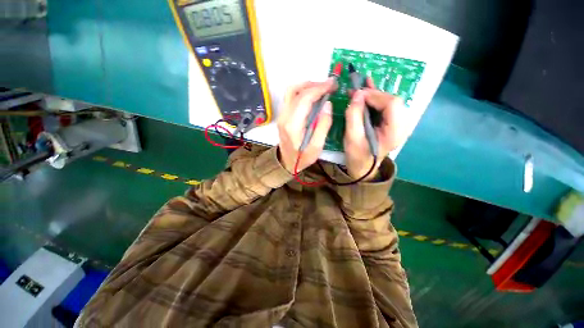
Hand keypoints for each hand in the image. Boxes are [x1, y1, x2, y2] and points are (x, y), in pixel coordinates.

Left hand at [277, 80, 335, 173]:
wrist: (286, 162)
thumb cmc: (302, 158)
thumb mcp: (317, 147)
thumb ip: (323, 125)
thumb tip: (327, 104)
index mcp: (293, 125)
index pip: (304, 99)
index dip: (319, 88)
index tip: (332, 84)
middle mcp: (284, 117)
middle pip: (296, 91)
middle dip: (314, 85)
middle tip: (329, 85)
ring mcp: (281, 115)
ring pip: (291, 91)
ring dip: (306, 86)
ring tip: (321, 88)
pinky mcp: (282, 116)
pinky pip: (290, 97)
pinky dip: (302, 91)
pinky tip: (312, 95)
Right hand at [344, 78, 404, 179]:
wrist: (363, 167)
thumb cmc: (357, 156)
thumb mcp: (352, 138)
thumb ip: (354, 116)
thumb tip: (357, 94)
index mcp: (395, 132)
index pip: (392, 104)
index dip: (375, 96)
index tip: (357, 96)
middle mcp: (402, 126)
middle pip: (392, 101)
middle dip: (373, 94)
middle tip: (356, 94)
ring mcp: (398, 124)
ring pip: (389, 101)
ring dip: (374, 94)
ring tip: (359, 89)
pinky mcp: (391, 123)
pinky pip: (386, 106)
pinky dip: (376, 98)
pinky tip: (369, 88)